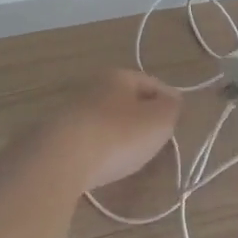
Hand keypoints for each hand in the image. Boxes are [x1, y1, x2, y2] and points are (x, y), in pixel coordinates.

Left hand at [41, 69, 181, 190]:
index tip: (178, 118)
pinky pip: (90, 137)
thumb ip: (171, 108)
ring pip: (107, 118)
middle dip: (144, 115)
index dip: (168, 99)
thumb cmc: (118, 134)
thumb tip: (173, 100)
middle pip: (127, 99)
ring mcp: (73, 109)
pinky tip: (106, 162)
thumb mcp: (158, 121)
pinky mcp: (58, 134)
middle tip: (158, 137)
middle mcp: (94, 86)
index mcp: (118, 76)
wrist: (60, 158)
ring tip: (133, 153)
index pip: (152, 82)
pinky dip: (101, 146)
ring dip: (121, 131)